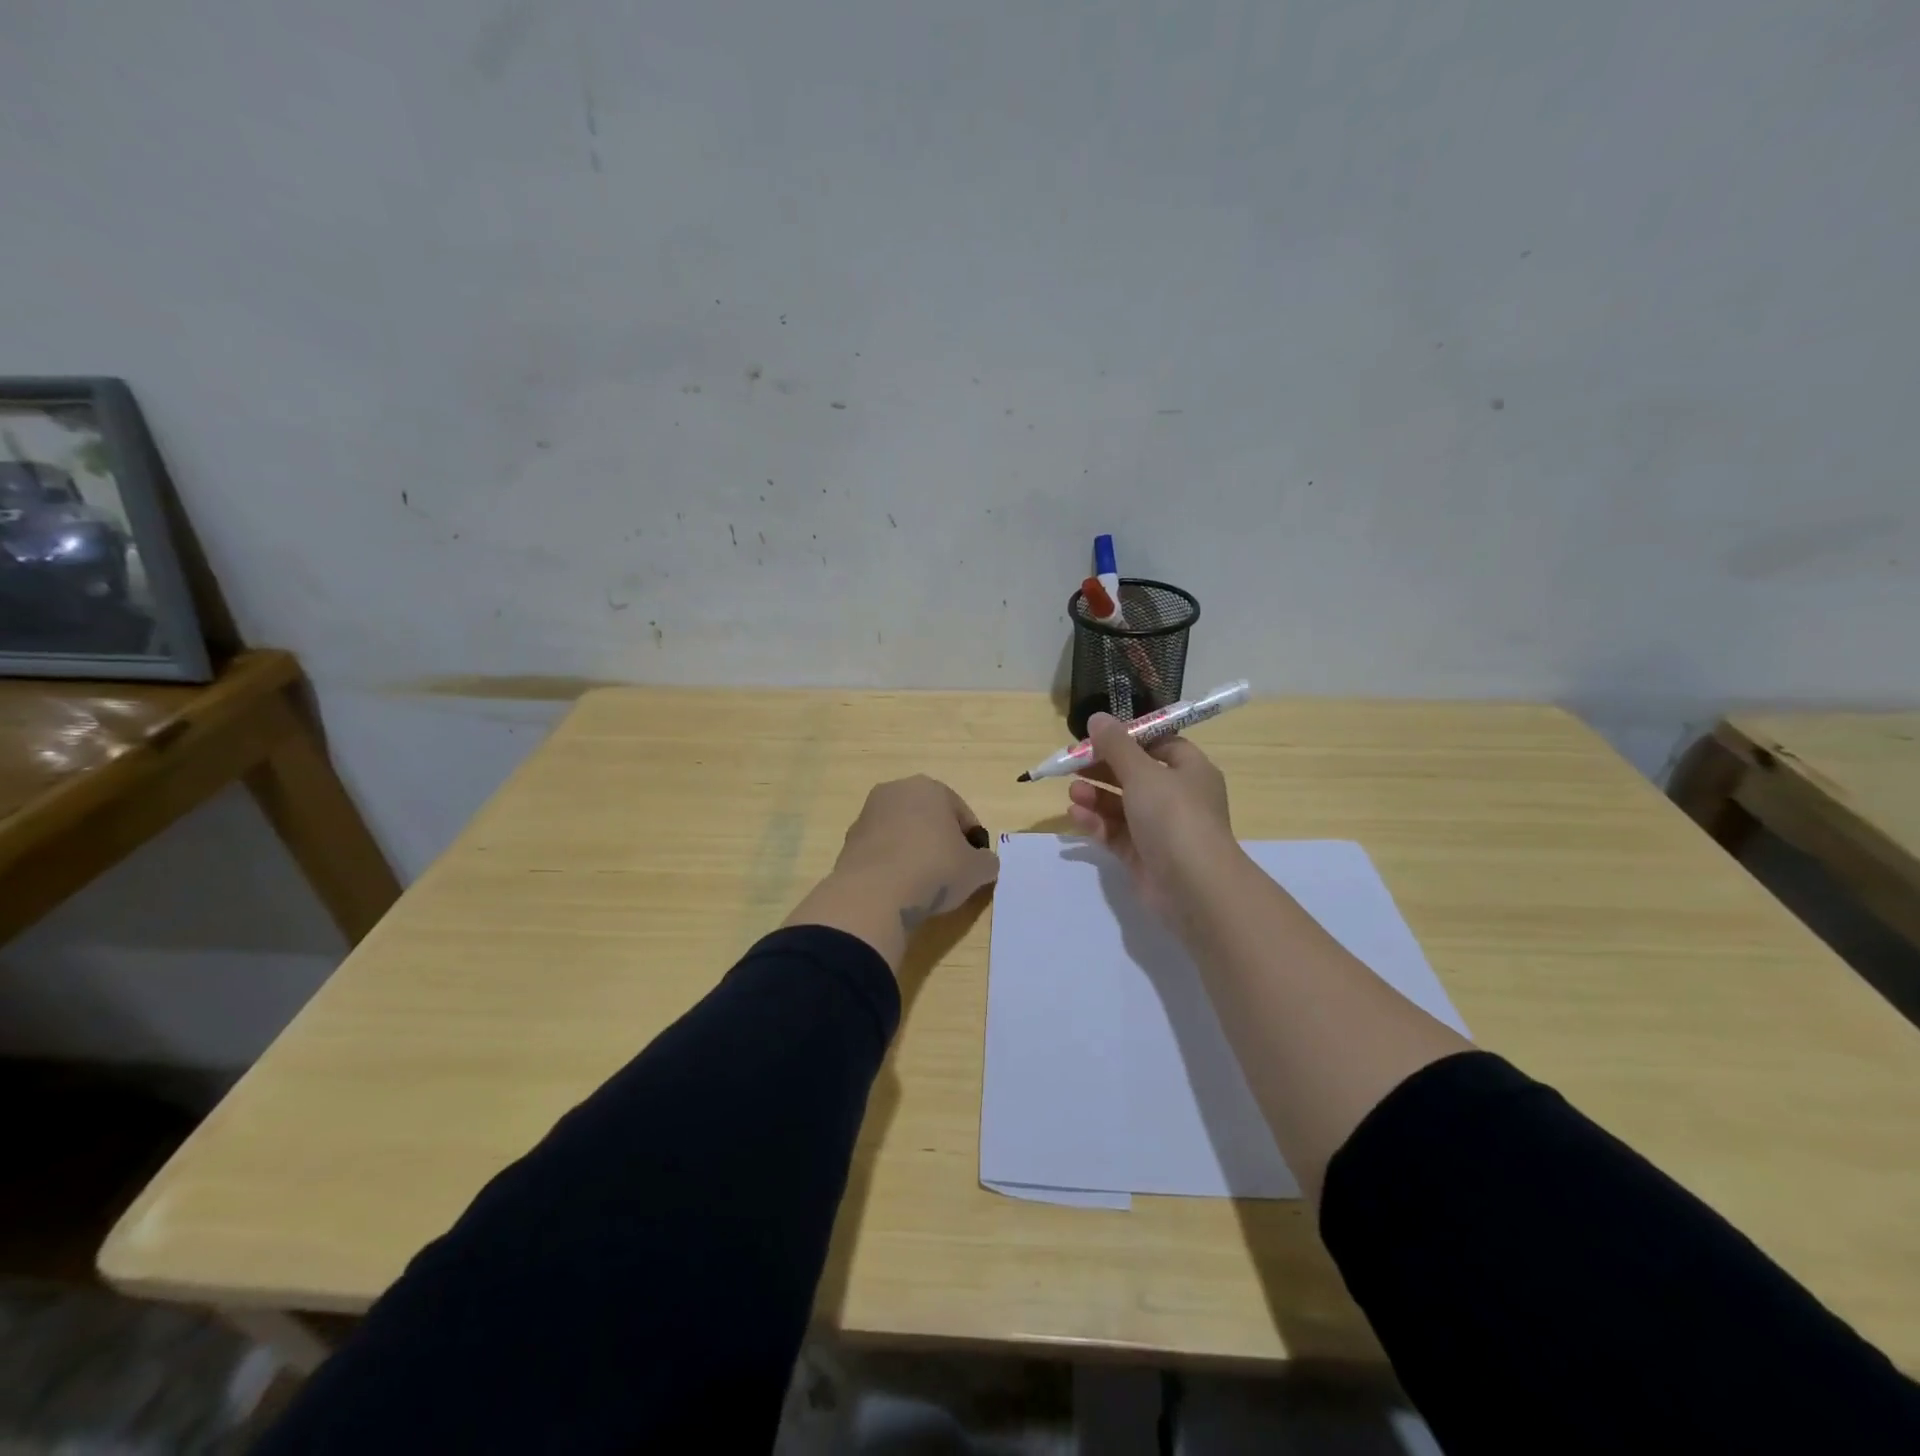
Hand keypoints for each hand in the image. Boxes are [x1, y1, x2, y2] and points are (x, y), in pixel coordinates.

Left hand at [831, 776, 1000, 926]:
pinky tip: (897, 889)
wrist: (875, 894)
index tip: (973, 866)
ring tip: (922, 885)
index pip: (961, 813)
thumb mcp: (977, 870)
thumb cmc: (934, 870)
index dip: (972, 841)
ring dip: (913, 852)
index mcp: (929, 787)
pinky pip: (881, 851)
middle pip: (929, 818)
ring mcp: (867, 814)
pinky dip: (891, 865)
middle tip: (949, 874)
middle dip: (940, 842)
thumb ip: (986, 861)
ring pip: (902, 833)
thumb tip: (983, 863)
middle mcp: (895, 791)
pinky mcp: (849, 841)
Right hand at [1066, 714, 1237, 918]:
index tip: (1097, 736)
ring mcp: (1161, 829)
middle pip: (1135, 774)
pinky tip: (1075, 815)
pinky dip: (1097, 822)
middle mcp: (1178, 797)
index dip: (1128, 738)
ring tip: (1072, 792)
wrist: (1194, 886)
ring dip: (1096, 795)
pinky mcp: (1143, 856)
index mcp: (1190, 770)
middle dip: (1103, 768)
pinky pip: (1116, 833)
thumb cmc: (1174, 816)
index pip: (1159, 744)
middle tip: (1072, 763)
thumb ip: (1115, 745)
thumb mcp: (1142, 772)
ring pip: (1122, 805)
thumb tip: (1097, 718)